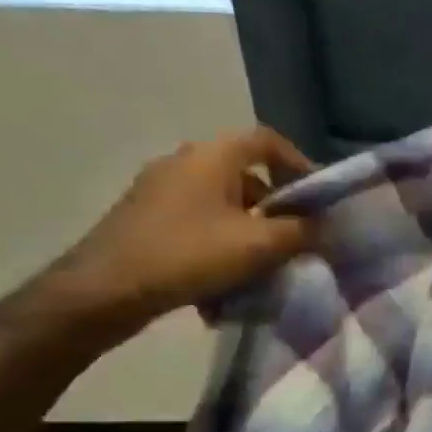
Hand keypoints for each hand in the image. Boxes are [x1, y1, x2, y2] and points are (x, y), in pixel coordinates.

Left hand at [44, 128, 317, 332]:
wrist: (103, 291)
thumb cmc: (189, 254)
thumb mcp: (260, 244)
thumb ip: (303, 231)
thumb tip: (328, 227)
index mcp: (211, 156)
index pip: (266, 141)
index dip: (299, 163)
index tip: (317, 197)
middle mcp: (184, 163)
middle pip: (246, 176)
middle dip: (277, 207)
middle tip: (296, 237)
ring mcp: (159, 192)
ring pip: (223, 205)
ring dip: (250, 231)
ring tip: (264, 266)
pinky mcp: (145, 220)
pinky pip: (198, 225)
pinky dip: (220, 246)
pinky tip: (226, 282)